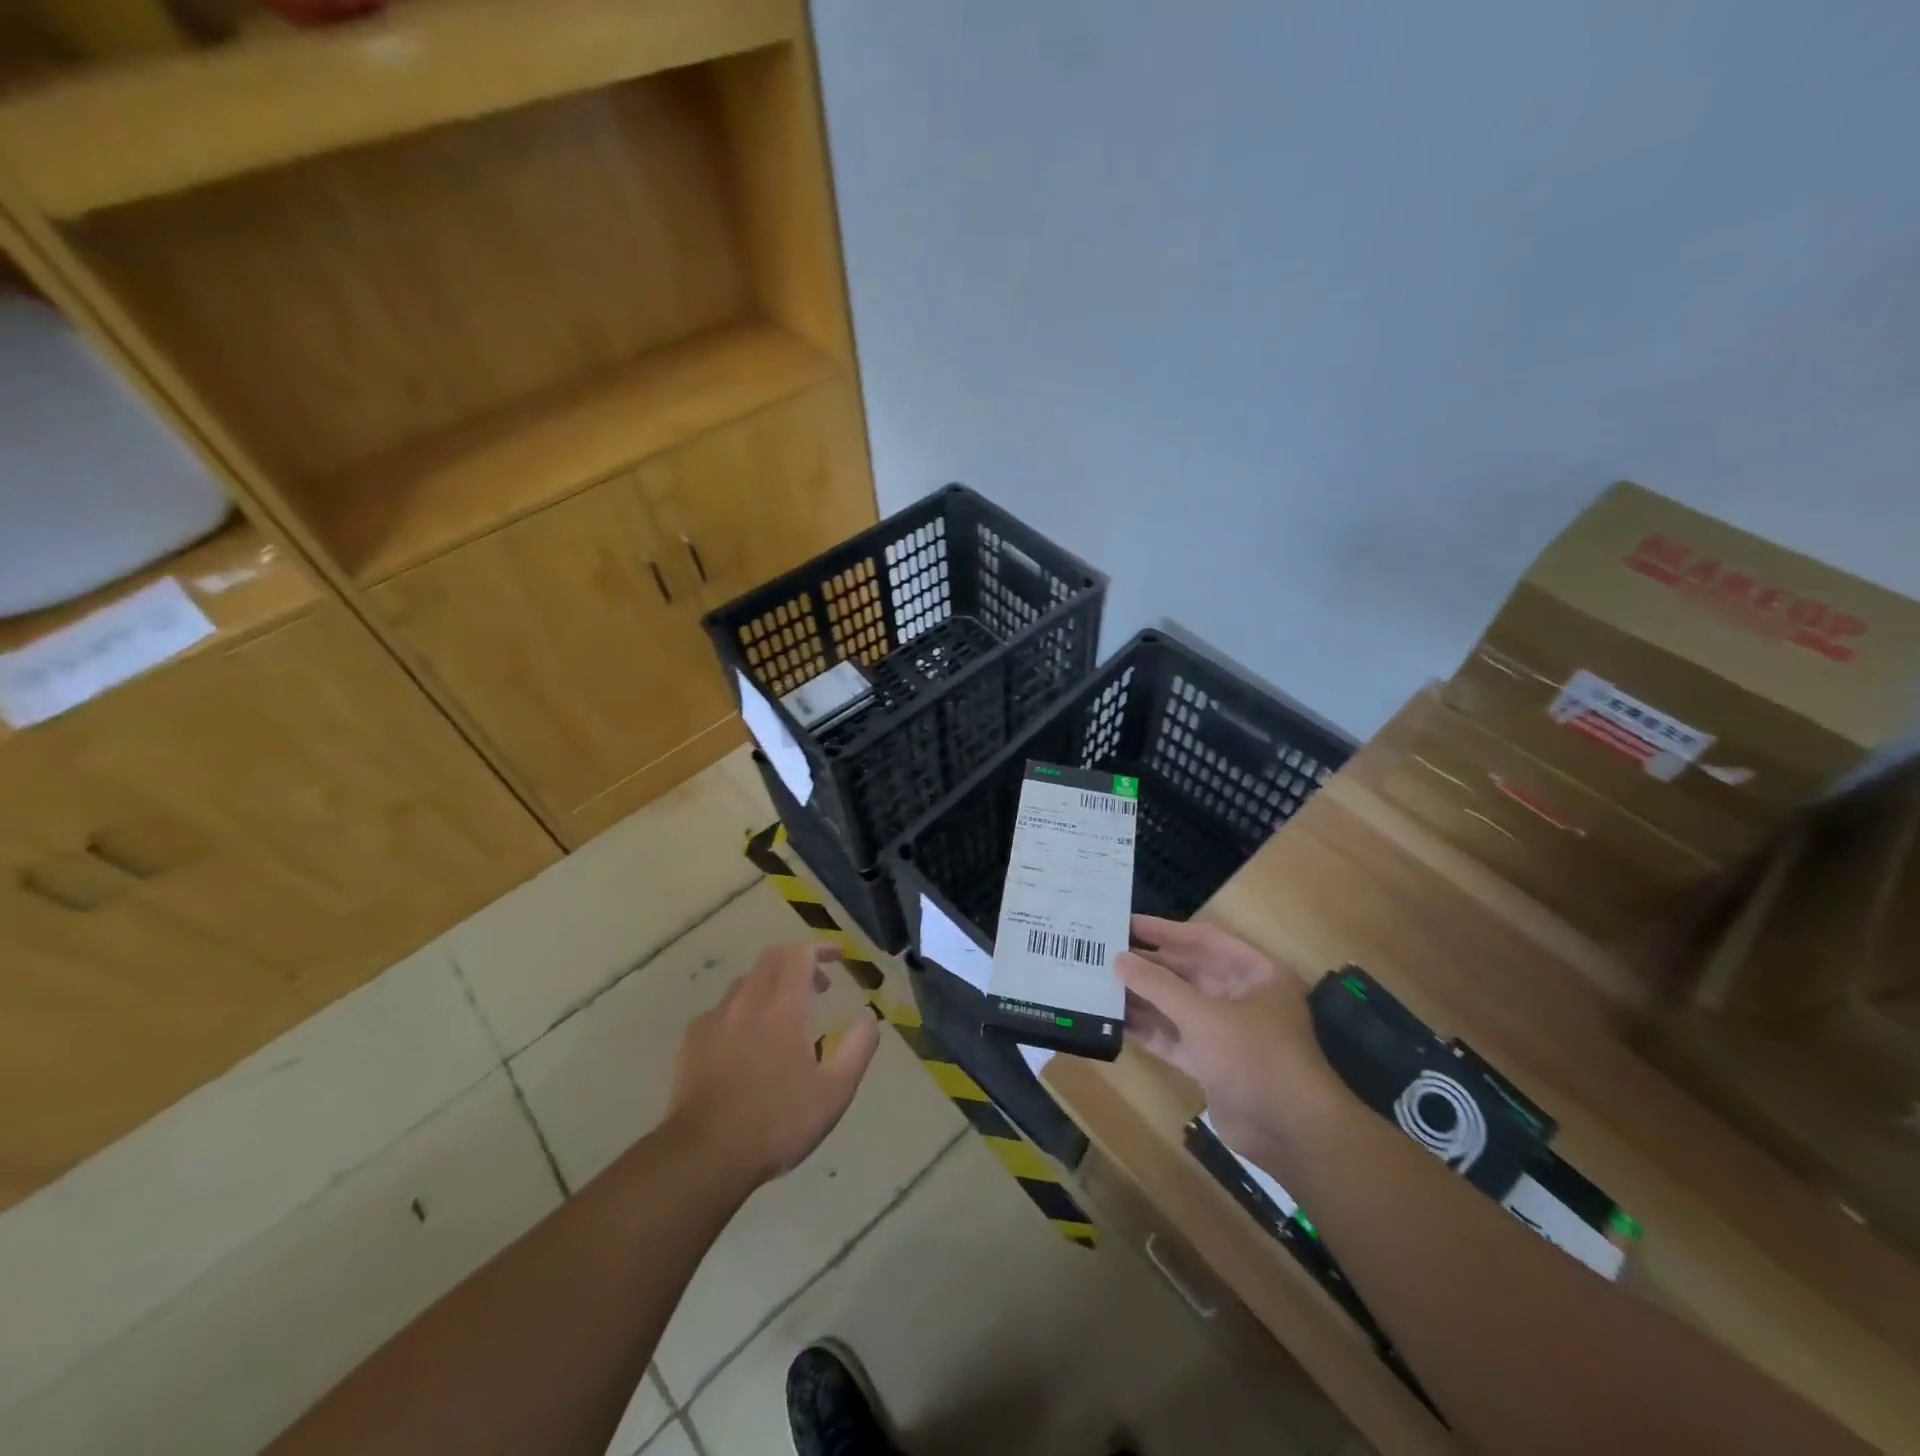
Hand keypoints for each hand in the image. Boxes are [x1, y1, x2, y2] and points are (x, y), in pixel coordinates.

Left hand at [665, 942, 882, 1186]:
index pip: (800, 955)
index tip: (838, 956)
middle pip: (771, 959)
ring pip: (745, 983)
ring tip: (786, 1016)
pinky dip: (744, 1010)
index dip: (820, 949)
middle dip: (798, 961)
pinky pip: (723, 1010)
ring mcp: (714, 1020)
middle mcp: (747, 1001)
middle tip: (818, 985)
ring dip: (771, 985)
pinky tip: (748, 1043)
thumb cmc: (777, 1122)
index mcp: (783, 1006)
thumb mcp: (835, 1091)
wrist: (703, 1156)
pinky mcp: (692, 1042)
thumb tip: (869, 1017)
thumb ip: (858, 1047)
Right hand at [1117, 915, 1333, 1164]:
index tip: (1124, 923)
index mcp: (1255, 973)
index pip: (1203, 939)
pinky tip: (1114, 1019)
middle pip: (1188, 972)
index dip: (1163, 930)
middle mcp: (1241, 996)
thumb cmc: (1255, 1057)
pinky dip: (1149, 1028)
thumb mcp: (1204, 1016)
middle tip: (1103, 953)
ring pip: (1177, 1005)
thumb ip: (1158, 986)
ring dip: (1143, 997)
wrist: (1292, 1135)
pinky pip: (1175, 1037)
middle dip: (1148, 965)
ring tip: (1099, 983)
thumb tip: (1118, 960)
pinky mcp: (1212, 1062)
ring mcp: (1226, 1031)